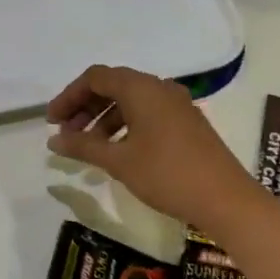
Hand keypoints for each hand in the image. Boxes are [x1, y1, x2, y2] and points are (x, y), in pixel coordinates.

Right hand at [46, 65, 249, 226]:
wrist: (227, 200)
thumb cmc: (167, 174)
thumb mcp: (118, 161)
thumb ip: (82, 145)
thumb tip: (53, 139)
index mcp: (141, 88)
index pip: (95, 77)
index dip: (69, 96)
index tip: (52, 121)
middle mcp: (160, 88)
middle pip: (113, 85)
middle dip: (84, 107)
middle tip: (66, 134)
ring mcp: (177, 105)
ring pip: (130, 101)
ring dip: (103, 118)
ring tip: (88, 147)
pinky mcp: (187, 123)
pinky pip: (147, 113)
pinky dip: (125, 125)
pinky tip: (117, 151)